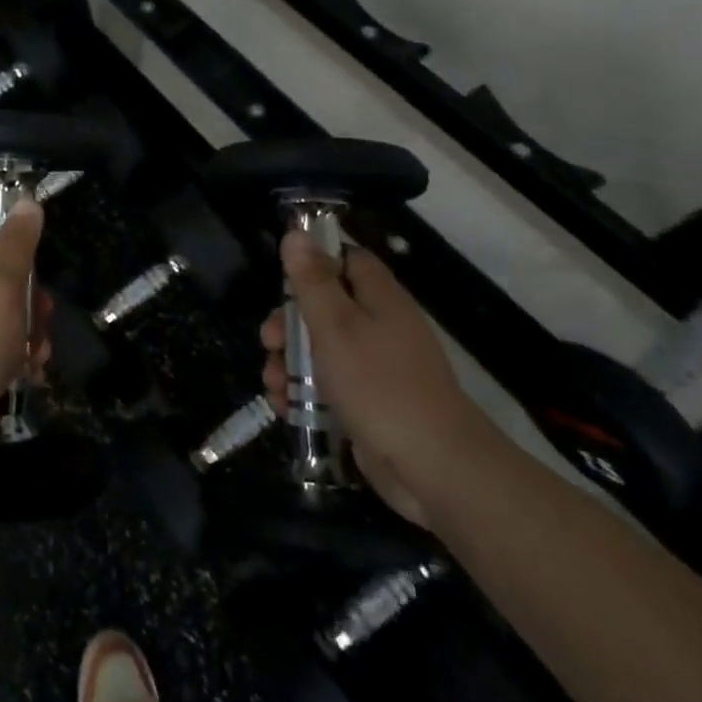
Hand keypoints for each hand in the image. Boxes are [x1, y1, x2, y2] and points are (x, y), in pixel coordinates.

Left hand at [0, 203, 51, 477]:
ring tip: (40, 353)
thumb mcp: (3, 280)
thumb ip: (18, 241)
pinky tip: (29, 375)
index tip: (31, 258)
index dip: (4, 239)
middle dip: (28, 297)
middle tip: (45, 313)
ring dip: (27, 333)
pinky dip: (12, 361)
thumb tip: (26, 201)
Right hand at [261, 231, 489, 525]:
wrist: (433, 467)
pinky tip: (285, 408)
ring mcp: (377, 370)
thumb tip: (296, 234)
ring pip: (323, 352)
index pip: (348, 260)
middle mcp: (381, 328)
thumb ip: (312, 281)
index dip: (316, 261)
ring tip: (273, 384)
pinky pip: (330, 389)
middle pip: (327, 309)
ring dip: (290, 364)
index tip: (284, 278)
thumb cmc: (379, 385)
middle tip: (268, 340)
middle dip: (289, 324)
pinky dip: (305, 395)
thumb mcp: (335, 326)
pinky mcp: (370, 407)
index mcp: (380, 299)